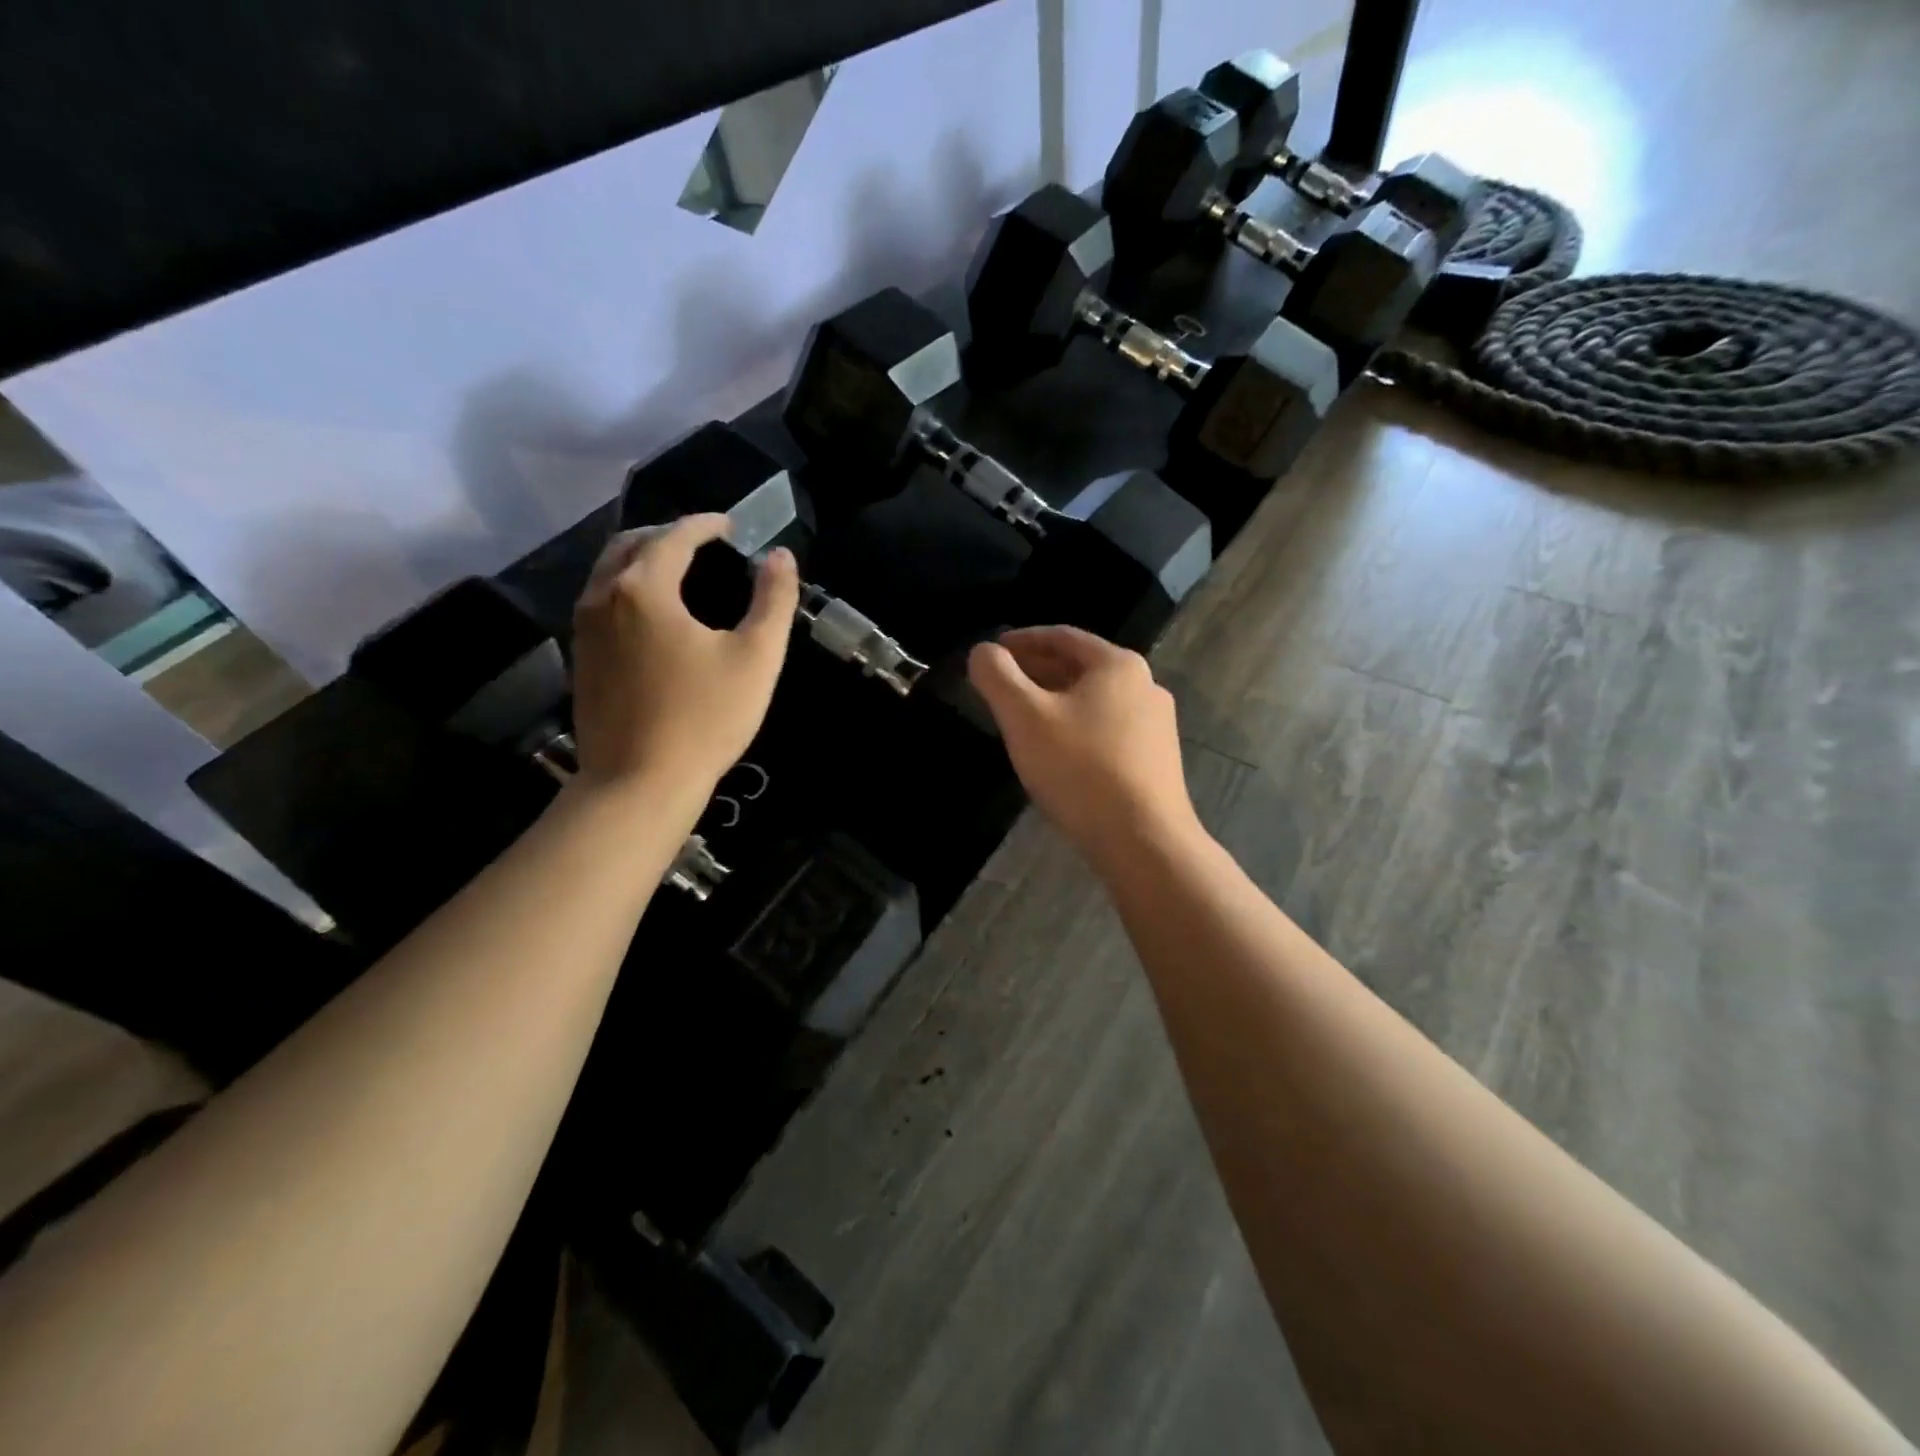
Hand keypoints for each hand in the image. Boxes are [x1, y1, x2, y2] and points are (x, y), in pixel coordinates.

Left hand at [571, 515, 798, 794]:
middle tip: (704, 543)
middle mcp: (603, 596)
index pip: (675, 536)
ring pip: (609, 572)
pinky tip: (653, 614)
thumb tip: (781, 557)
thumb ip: (773, 600)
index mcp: (643, 587)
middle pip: (631, 544)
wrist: (639, 783)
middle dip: (668, 534)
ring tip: (679, 571)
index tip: (732, 527)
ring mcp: (583, 628)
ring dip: (643, 559)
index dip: (706, 525)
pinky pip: (600, 600)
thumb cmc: (704, 718)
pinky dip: (628, 588)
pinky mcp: (581, 658)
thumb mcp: (757, 657)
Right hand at [967, 626, 1200, 871]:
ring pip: (1093, 701)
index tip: (992, 651)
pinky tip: (1057, 753)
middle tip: (999, 686)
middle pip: (1080, 667)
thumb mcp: (1024, 717)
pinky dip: (1075, 728)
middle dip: (1036, 672)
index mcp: (1117, 664)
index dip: (1021, 640)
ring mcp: (1156, 725)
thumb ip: (997, 676)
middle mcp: (1145, 685)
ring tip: (1021, 720)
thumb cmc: (1079, 769)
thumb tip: (982, 652)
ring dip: (1055, 702)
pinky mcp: (1156, 760)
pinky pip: (1107, 729)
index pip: (1061, 636)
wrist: (1143, 840)